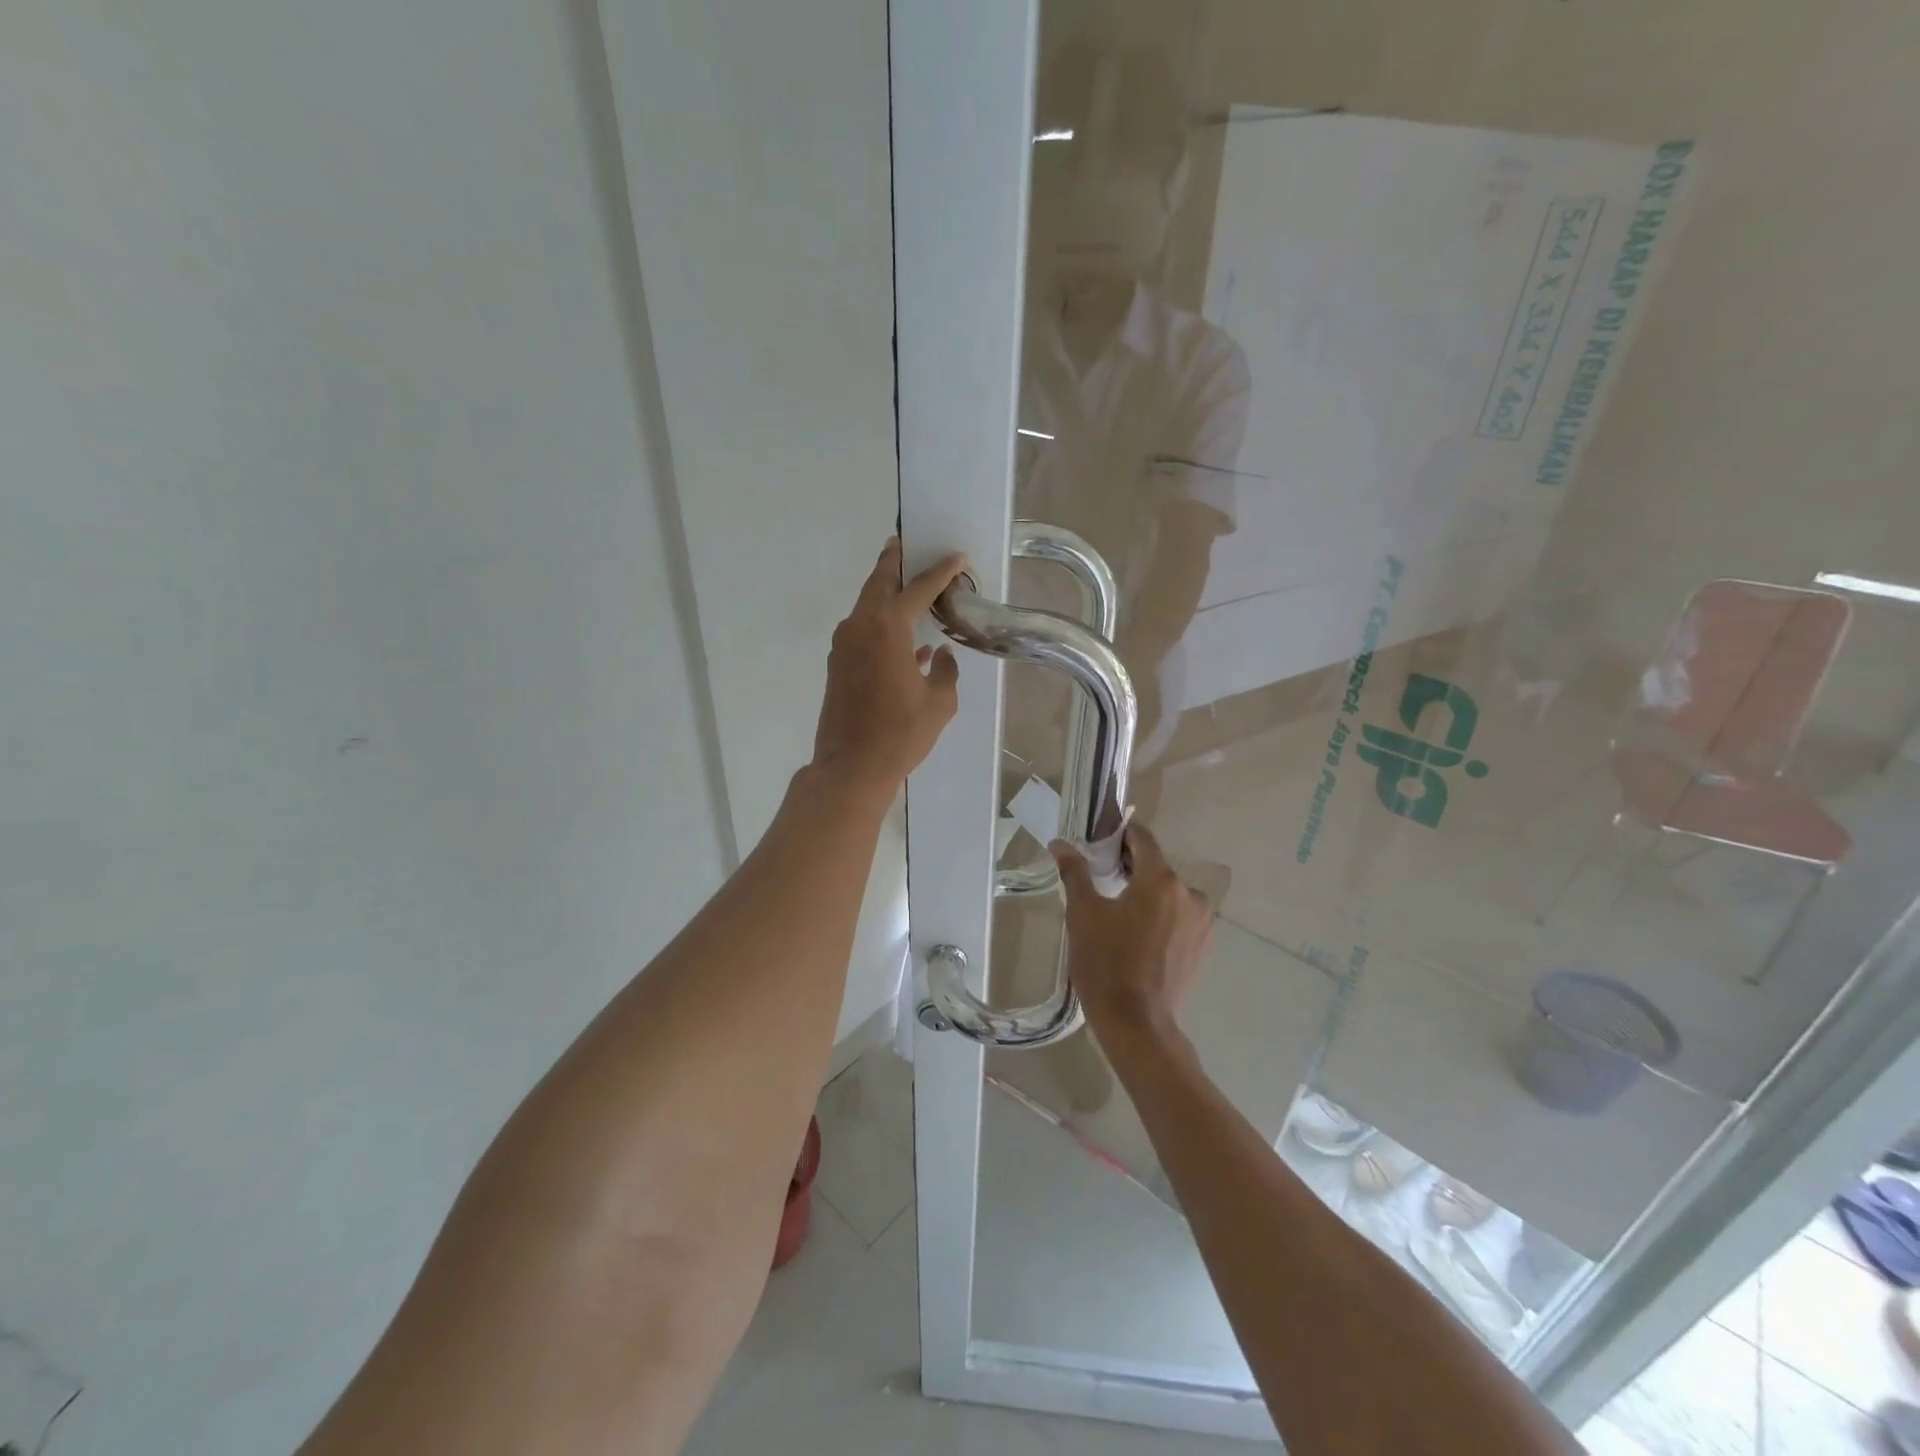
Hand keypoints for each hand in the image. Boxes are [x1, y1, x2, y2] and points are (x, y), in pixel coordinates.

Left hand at [810, 538, 967, 801]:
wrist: (851, 767)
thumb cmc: (901, 734)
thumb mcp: (939, 703)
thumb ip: (945, 671)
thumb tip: (941, 655)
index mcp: (887, 628)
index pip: (918, 588)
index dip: (941, 571)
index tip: (957, 557)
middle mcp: (860, 626)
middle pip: (879, 582)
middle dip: (895, 561)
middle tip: (908, 544)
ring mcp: (843, 645)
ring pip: (867, 605)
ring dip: (886, 592)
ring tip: (908, 585)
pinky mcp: (837, 664)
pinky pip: (863, 630)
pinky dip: (882, 624)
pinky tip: (905, 640)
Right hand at [1050, 821, 1213, 1042]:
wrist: (1136, 1023)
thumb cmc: (1105, 963)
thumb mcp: (1083, 914)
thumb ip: (1074, 872)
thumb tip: (1059, 843)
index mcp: (1161, 880)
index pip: (1143, 839)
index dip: (1120, 836)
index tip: (1100, 846)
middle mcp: (1190, 894)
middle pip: (1157, 867)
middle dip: (1131, 868)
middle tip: (1101, 883)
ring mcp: (1203, 922)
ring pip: (1170, 894)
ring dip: (1149, 896)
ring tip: (1121, 917)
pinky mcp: (1205, 947)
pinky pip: (1181, 918)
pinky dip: (1163, 919)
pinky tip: (1141, 939)